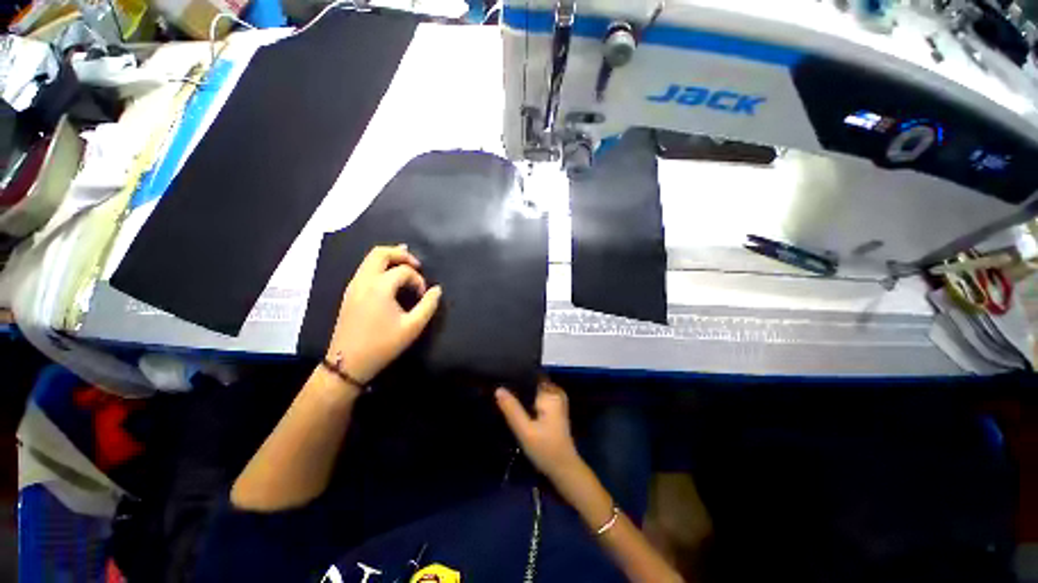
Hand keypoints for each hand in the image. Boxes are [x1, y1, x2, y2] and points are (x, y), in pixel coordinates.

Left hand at [325, 245, 441, 383]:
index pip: (403, 271)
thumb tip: (437, 290)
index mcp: (379, 287)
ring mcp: (353, 285)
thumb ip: (428, 305)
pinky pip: (365, 269)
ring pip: (370, 259)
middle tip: (417, 264)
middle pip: (380, 253)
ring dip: (390, 258)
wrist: (347, 363)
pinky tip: (390, 275)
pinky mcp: (350, 293)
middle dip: (401, 254)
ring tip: (407, 265)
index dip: (418, 280)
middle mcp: (364, 280)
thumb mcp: (412, 327)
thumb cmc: (382, 345)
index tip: (423, 295)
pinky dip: (380, 266)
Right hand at [495, 379, 581, 478]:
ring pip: (533, 390)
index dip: (515, 376)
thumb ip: (512, 409)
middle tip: (497, 389)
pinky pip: (537, 398)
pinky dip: (527, 401)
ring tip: (503, 396)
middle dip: (517, 385)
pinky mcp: (554, 409)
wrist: (565, 469)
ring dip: (521, 394)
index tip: (499, 379)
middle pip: (531, 382)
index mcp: (550, 393)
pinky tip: (515, 406)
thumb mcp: (525, 431)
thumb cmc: (546, 449)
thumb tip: (498, 389)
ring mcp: (556, 400)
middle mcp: (555, 392)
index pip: (530, 376)